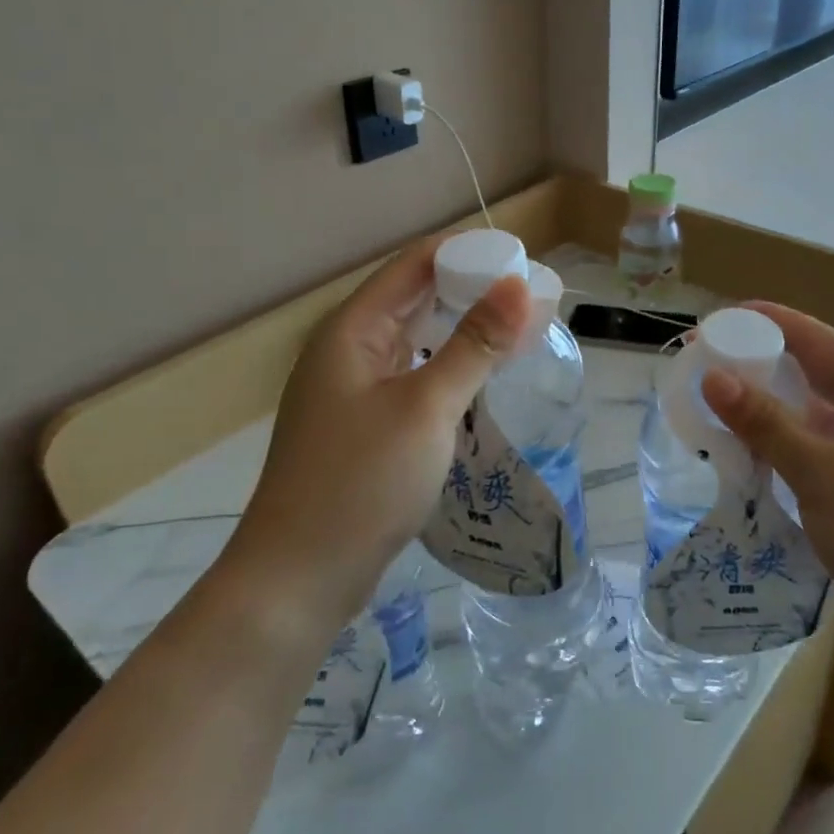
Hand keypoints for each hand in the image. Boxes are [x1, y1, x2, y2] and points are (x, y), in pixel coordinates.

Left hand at [222, 234, 531, 633]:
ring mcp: (354, 391)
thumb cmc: (360, 483)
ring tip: (521, 333)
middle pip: (416, 299)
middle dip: (474, 293)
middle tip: (535, 299)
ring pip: (418, 341)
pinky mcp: (366, 427)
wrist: (299, 578)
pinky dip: (451, 370)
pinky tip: (483, 380)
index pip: (415, 264)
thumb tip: (519, 285)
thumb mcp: (426, 408)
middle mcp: (349, 350)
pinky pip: (415, 378)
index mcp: (352, 330)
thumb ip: (474, 344)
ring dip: (465, 332)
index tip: (524, 261)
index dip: (469, 254)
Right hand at [699, 303, 833, 667]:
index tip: (710, 322)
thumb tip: (714, 377)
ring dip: (764, 407)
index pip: (815, 338)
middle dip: (756, 364)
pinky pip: (813, 447)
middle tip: (700, 367)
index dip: (762, 322)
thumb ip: (767, 424)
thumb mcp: (823, 476)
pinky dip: (779, 443)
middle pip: (810, 371)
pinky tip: (745, 450)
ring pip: (809, 412)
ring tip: (711, 404)